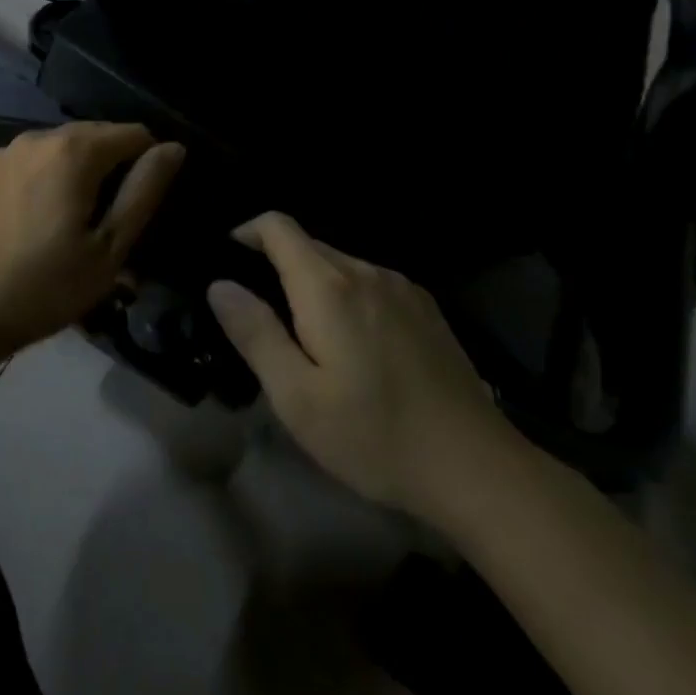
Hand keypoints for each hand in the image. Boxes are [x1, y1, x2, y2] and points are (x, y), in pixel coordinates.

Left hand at [0, 122, 184, 363]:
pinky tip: (45, 221)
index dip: (152, 164)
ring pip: (65, 149)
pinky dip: (53, 179)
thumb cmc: (41, 287)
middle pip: (98, 136)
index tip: (146, 208)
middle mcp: (39, 136)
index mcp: (74, 150)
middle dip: (117, 168)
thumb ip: (143, 192)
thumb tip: (173, 148)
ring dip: (84, 174)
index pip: (135, 134)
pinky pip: (37, 162)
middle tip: (116, 223)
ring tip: (81, 225)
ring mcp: (7, 151)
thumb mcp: (108, 249)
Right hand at [206, 213, 520, 532]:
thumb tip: (220, 285)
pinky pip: (370, 283)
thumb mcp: (297, 397)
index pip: (278, 227)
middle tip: (260, 314)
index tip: (228, 259)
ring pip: (341, 265)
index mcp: (329, 287)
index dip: (247, 232)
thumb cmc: (374, 435)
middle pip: (308, 244)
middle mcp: (366, 272)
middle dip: (276, 264)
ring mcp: (402, 288)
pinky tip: (353, 344)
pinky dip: (346, 296)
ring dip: (312, 283)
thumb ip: (255, 333)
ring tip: (304, 334)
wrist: (475, 467)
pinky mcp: (426, 308)